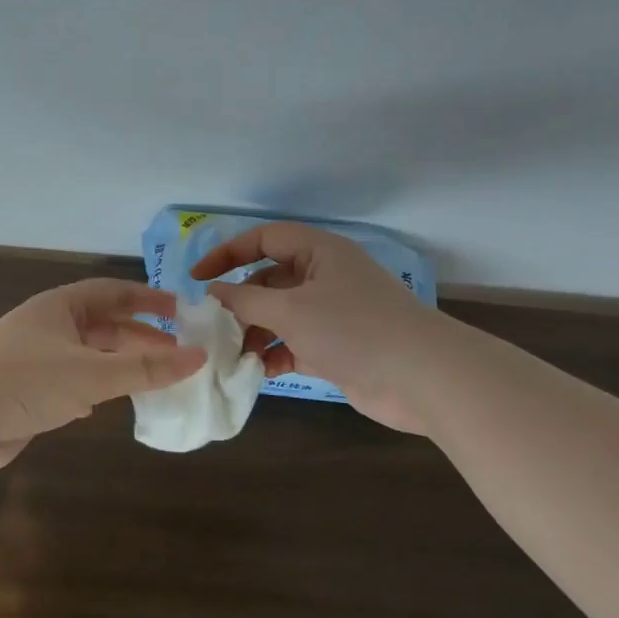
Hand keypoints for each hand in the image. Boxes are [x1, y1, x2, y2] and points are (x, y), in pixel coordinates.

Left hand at [0, 279, 206, 477]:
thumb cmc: (26, 381)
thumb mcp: (92, 372)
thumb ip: (145, 368)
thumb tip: (198, 357)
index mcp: (60, 307)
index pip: (112, 293)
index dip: (147, 299)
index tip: (181, 311)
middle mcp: (47, 328)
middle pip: (102, 325)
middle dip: (139, 337)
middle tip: (177, 352)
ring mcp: (34, 362)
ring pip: (87, 357)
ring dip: (118, 365)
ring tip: (154, 378)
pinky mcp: (25, 394)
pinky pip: (69, 384)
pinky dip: (92, 390)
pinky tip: (105, 404)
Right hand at [191, 223, 432, 433]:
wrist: (422, 377)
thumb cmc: (352, 329)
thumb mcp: (290, 310)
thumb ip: (245, 299)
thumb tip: (212, 293)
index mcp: (318, 252)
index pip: (263, 240)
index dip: (226, 254)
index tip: (196, 278)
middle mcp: (325, 276)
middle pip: (269, 280)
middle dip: (240, 302)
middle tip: (213, 325)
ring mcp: (333, 313)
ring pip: (281, 315)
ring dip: (256, 332)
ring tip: (234, 354)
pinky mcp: (338, 346)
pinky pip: (296, 342)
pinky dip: (276, 354)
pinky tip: (260, 371)